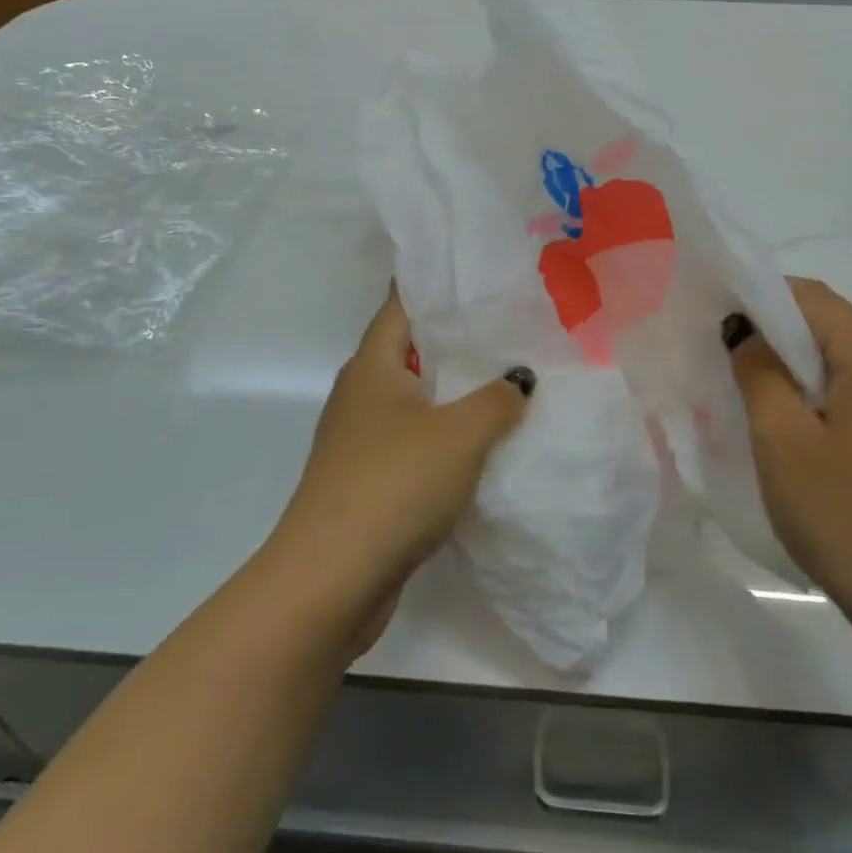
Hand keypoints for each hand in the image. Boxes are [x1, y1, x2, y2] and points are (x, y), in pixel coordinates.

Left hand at [266, 290, 532, 650]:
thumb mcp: (459, 434)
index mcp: (372, 365)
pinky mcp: (369, 478)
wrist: (331, 579)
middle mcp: (361, 393)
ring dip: (453, 391)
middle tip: (510, 324)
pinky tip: (483, 441)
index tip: (477, 273)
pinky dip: (445, 434)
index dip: (434, 284)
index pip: (401, 304)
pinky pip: (414, 439)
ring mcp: (361, 438)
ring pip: (414, 399)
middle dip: (455, 338)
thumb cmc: (392, 484)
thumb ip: (497, 399)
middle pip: (409, 350)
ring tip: (507, 378)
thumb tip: (520, 378)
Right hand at [730, 277, 851, 651]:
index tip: (719, 320)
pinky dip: (827, 396)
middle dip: (778, 333)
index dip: (761, 296)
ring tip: (757, 397)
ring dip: (801, 367)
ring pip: (850, 363)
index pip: (814, 298)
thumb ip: (758, 371)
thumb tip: (744, 330)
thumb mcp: (782, 441)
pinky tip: (802, 431)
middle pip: (835, 327)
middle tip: (729, 359)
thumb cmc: (847, 519)